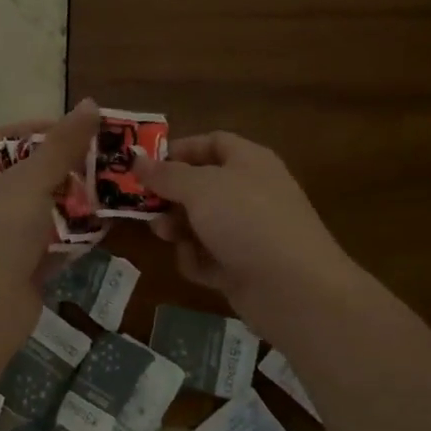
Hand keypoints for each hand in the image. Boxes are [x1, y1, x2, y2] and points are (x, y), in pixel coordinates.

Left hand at [0, 100, 99, 359]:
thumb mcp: (31, 180)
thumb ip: (62, 144)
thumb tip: (90, 103)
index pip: (5, 137)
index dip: (38, 128)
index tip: (77, 129)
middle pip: (30, 173)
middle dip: (67, 167)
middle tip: (105, 161)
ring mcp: (5, 237)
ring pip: (45, 209)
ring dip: (76, 201)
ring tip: (112, 190)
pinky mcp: (24, 266)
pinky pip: (54, 243)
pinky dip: (76, 236)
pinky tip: (104, 227)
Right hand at [135, 131, 359, 333]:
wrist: (294, 288)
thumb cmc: (246, 221)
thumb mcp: (200, 188)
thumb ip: (165, 175)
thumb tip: (136, 160)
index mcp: (249, 162)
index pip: (212, 143)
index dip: (180, 150)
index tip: (147, 166)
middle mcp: (250, 192)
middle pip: (202, 186)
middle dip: (171, 196)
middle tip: (146, 206)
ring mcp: (249, 233)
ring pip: (202, 224)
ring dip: (178, 229)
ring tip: (166, 236)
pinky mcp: (244, 267)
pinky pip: (210, 257)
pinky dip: (198, 260)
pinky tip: (196, 265)